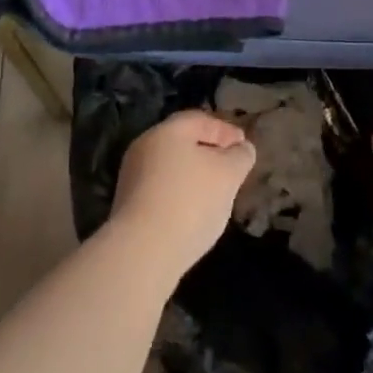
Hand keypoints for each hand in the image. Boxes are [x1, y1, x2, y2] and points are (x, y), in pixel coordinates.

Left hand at [110, 111, 256, 286]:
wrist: (143, 251)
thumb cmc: (190, 201)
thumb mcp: (228, 175)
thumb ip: (240, 157)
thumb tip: (242, 149)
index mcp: (167, 131)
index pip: (200, 120)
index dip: (225, 130)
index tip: (244, 145)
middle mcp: (144, 147)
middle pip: (182, 142)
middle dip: (209, 152)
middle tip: (232, 167)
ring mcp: (132, 177)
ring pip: (171, 167)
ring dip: (195, 174)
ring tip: (217, 192)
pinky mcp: (129, 206)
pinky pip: (162, 190)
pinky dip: (181, 193)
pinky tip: (195, 212)